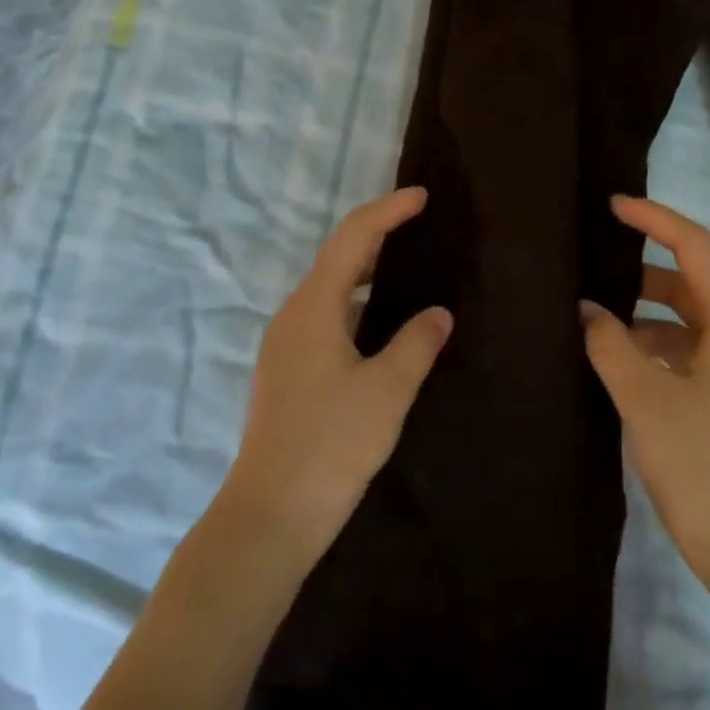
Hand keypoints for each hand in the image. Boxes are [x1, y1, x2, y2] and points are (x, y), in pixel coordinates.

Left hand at [222, 187, 452, 562]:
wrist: (271, 512)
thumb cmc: (332, 443)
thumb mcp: (388, 390)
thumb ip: (417, 342)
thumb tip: (438, 313)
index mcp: (314, 306)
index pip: (353, 238)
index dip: (387, 211)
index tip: (422, 197)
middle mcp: (293, 314)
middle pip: (337, 258)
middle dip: (378, 237)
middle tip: (421, 229)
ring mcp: (284, 343)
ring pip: (330, 290)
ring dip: (366, 273)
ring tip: (408, 270)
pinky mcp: (286, 370)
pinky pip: (324, 317)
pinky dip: (355, 305)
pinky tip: (380, 326)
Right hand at [581, 195, 709, 583]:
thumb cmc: (702, 464)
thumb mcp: (645, 398)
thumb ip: (610, 344)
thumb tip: (587, 310)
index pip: (694, 247)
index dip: (653, 219)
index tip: (611, 206)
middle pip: (690, 281)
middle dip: (640, 270)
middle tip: (589, 264)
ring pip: (686, 318)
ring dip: (642, 313)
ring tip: (592, 314)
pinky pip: (688, 349)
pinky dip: (653, 345)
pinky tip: (616, 357)